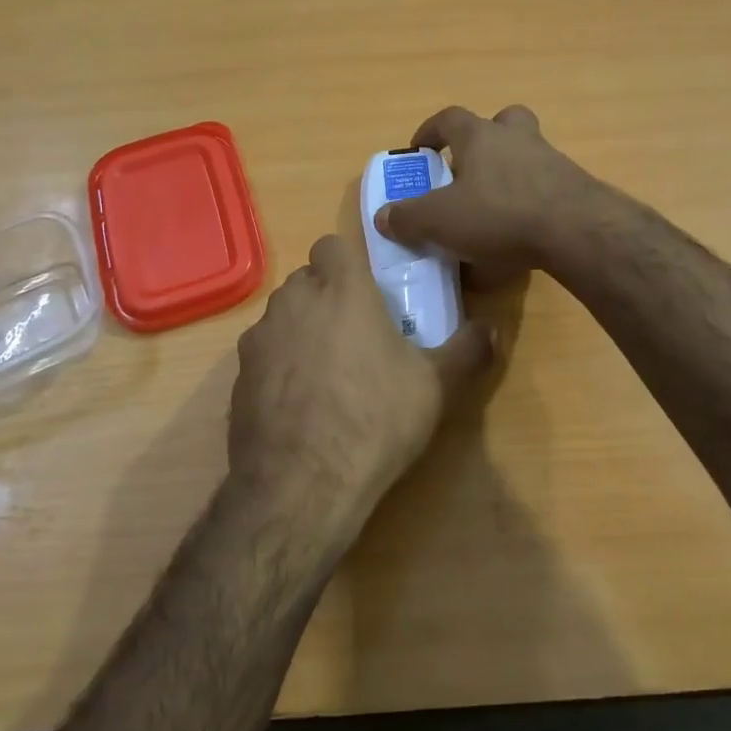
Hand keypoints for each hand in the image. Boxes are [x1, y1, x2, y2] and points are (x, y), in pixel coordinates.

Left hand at [229, 215, 495, 536]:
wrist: (302, 485)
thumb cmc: (376, 419)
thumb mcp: (437, 387)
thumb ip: (467, 350)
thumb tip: (493, 329)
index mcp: (341, 291)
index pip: (331, 245)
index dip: (348, 263)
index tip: (367, 291)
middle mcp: (293, 303)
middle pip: (305, 281)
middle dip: (326, 296)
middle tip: (356, 334)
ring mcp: (259, 340)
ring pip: (281, 317)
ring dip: (301, 331)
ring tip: (327, 373)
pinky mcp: (237, 378)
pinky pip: (262, 356)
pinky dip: (279, 368)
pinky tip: (300, 406)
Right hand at [372, 105, 592, 283]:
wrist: (575, 229)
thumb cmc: (498, 213)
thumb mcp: (440, 220)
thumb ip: (408, 217)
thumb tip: (383, 216)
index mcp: (480, 136)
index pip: (449, 118)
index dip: (430, 131)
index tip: (419, 150)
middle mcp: (517, 138)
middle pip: (501, 121)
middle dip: (483, 139)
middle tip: (468, 168)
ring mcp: (550, 159)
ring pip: (526, 152)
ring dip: (509, 170)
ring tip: (494, 205)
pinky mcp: (573, 186)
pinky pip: (544, 184)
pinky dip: (530, 198)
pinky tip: (521, 229)